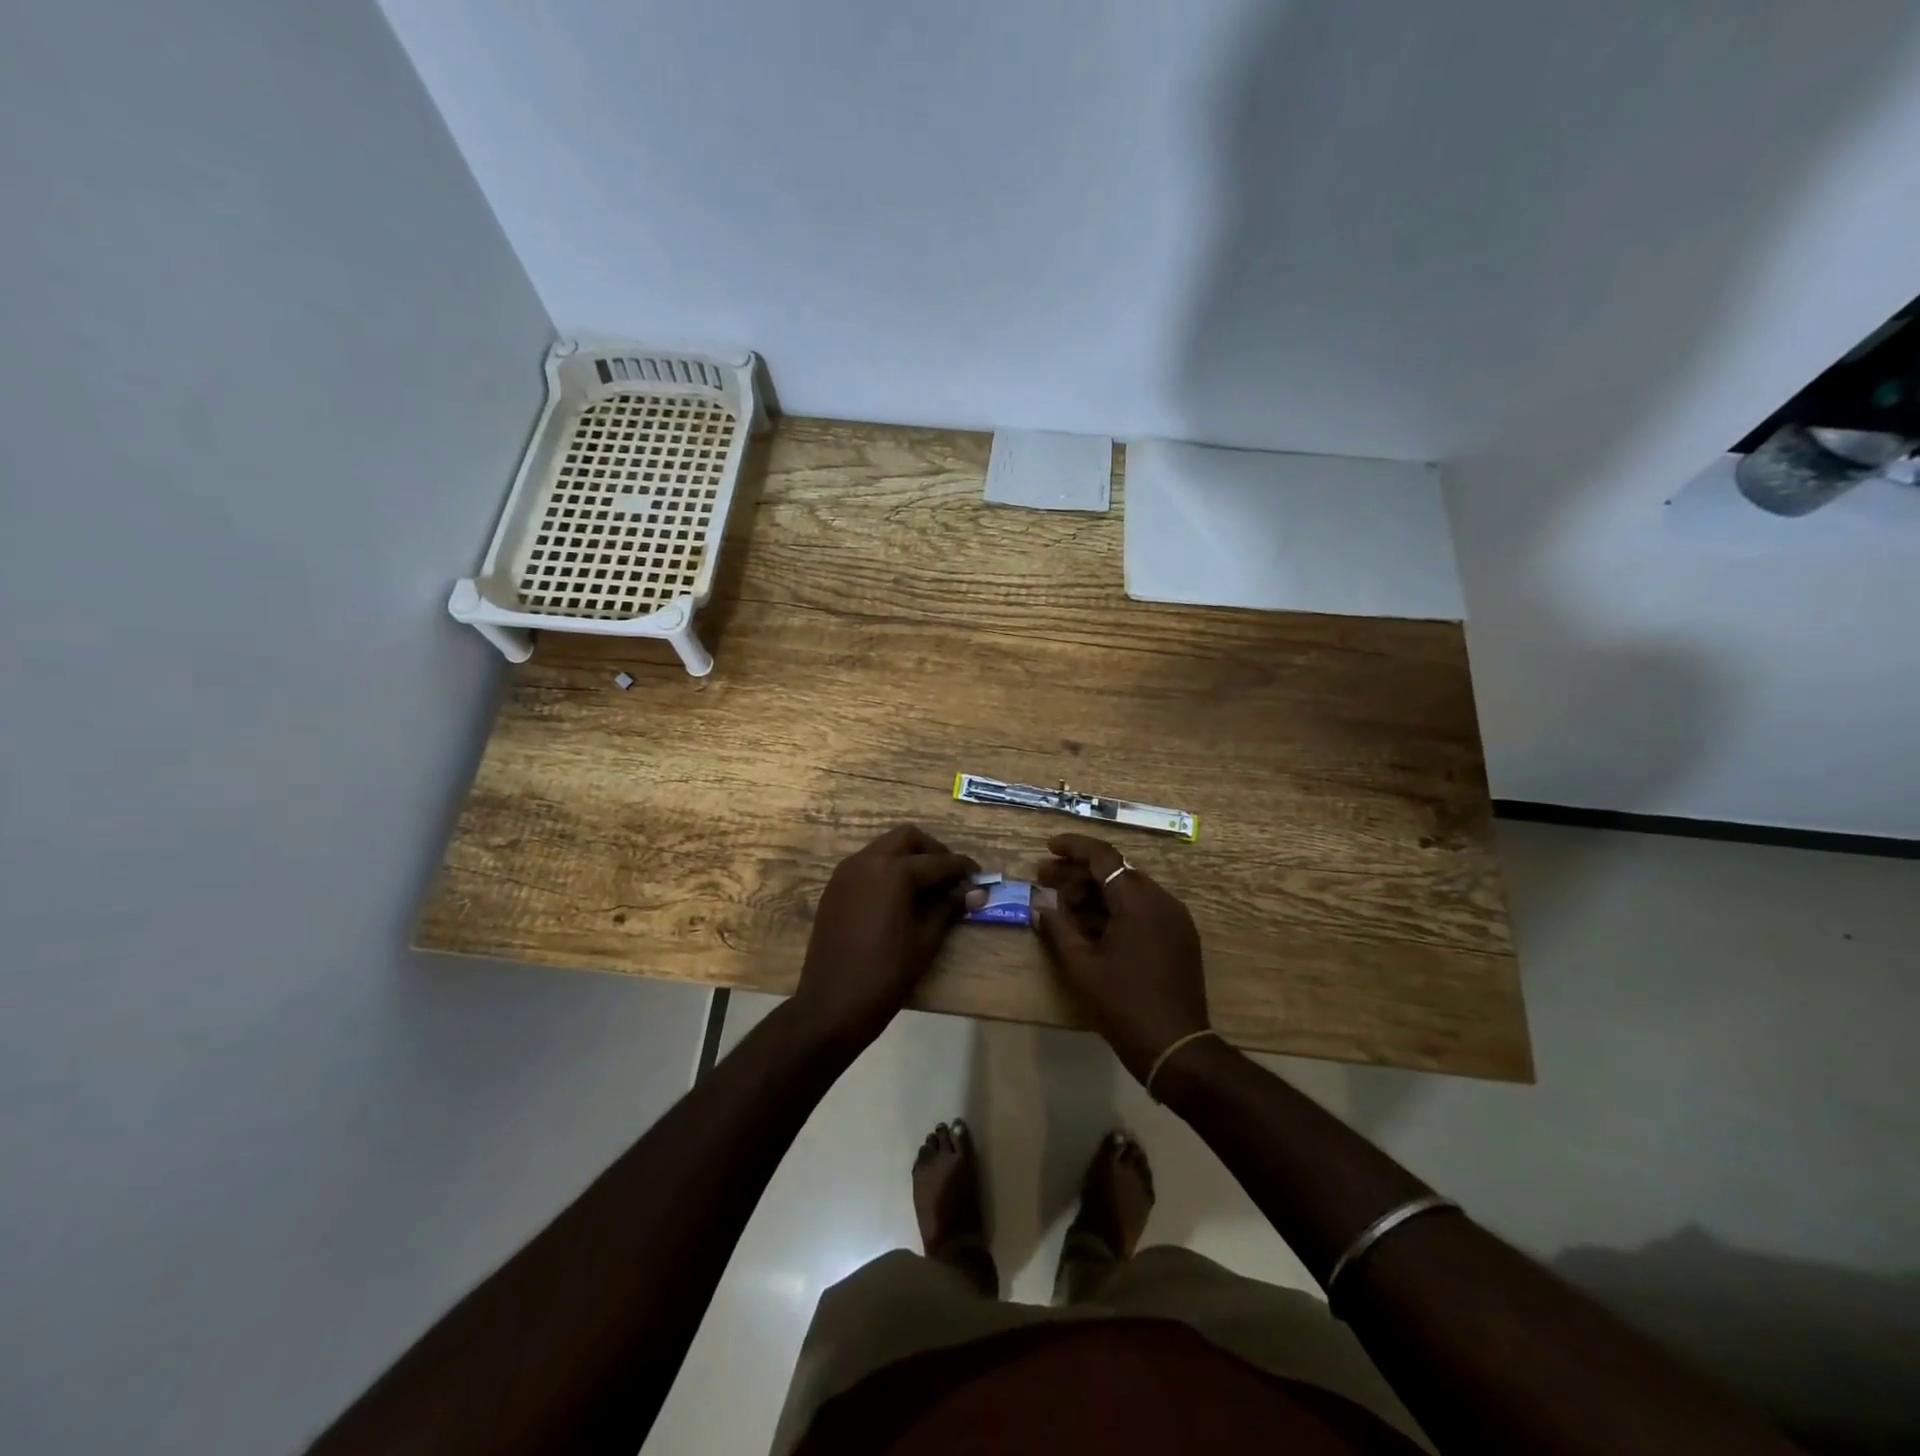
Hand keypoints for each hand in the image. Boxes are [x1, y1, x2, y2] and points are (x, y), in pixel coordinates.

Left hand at [794, 825, 981, 1045]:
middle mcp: (867, 861)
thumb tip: (976, 891)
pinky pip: (866, 865)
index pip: (937, 862)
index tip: (979, 877)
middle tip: (950, 876)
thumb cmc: (886, 973)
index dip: (962, 868)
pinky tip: (898, 896)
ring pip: (884, 847)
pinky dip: (886, 869)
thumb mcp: (925, 940)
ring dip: (908, 857)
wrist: (832, 1003)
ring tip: (927, 886)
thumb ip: (949, 907)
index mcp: (893, 871)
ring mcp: (846, 873)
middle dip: (932, 851)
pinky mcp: (834, 888)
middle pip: (907, 838)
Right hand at [1034, 834, 1209, 1082]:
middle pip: (1115, 871)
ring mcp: (1174, 918)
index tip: (1048, 847)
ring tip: (1062, 904)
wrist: (1175, 1046)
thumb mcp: (1082, 966)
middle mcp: (1161, 899)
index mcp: (1138, 900)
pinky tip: (1090, 924)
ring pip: (1129, 890)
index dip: (1073, 847)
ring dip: (1095, 892)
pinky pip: (1143, 909)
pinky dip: (1115, 908)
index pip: (1103, 856)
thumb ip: (1058, 928)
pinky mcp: (1179, 936)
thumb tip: (1039, 906)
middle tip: (1044, 878)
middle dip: (1078, 873)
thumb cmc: (1123, 1003)